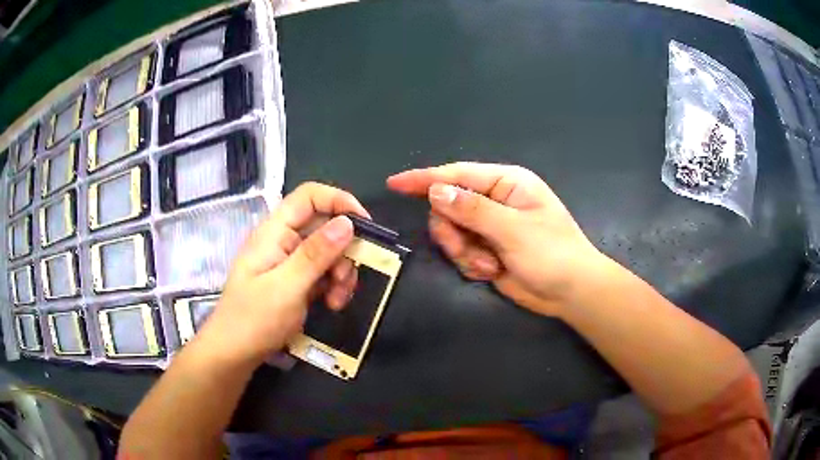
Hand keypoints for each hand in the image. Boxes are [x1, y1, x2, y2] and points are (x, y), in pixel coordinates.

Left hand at [194, 182, 368, 364]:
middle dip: (343, 251)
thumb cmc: (254, 319)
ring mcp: (289, 263)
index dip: (339, 201)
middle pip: (324, 226)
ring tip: (337, 301)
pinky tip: (332, 305)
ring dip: (341, 273)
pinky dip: (333, 286)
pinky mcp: (295, 282)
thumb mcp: (287, 287)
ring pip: (328, 252)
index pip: (309, 196)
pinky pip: (323, 273)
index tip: (364, 226)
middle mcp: (283, 241)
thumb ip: (317, 254)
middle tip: (345, 280)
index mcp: (274, 232)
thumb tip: (348, 223)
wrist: (234, 354)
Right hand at [387, 162, 605, 316]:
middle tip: (468, 250)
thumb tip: (436, 192)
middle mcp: (494, 200)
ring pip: (451, 232)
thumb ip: (473, 210)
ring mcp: (489, 226)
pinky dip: (471, 264)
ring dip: (464, 252)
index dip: (425, 178)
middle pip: (448, 207)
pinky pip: (460, 252)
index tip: (395, 183)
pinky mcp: (486, 249)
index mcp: (506, 183)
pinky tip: (492, 272)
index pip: (457, 174)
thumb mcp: (514, 230)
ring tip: (488, 265)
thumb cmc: (553, 254)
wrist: (570, 292)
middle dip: (453, 232)